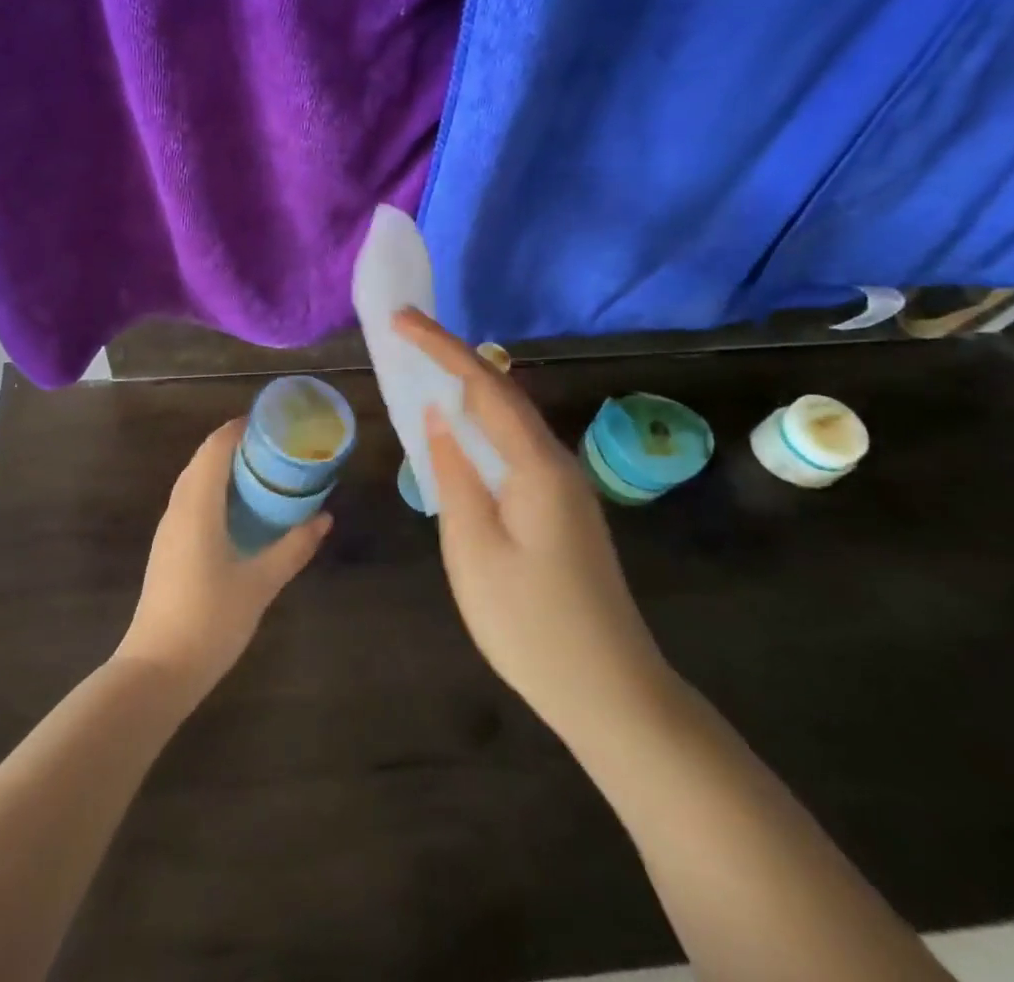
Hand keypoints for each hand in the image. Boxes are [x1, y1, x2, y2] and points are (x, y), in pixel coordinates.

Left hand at [115, 418, 330, 700]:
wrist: (157, 670)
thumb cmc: (210, 620)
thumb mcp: (260, 583)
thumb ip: (293, 547)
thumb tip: (324, 518)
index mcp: (197, 505)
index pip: (215, 447)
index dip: (240, 428)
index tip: (273, 423)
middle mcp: (178, 508)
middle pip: (203, 459)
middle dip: (237, 445)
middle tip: (277, 447)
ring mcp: (169, 529)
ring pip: (195, 480)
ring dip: (225, 468)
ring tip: (264, 472)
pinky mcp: (167, 548)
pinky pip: (192, 501)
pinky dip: (215, 490)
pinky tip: (240, 510)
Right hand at [396, 310, 675, 744]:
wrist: (613, 694)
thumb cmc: (531, 624)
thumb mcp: (473, 548)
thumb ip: (454, 474)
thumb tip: (438, 416)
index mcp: (536, 465)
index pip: (483, 385)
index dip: (440, 347)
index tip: (400, 319)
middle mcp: (556, 462)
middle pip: (501, 392)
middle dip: (452, 358)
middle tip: (406, 338)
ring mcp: (564, 486)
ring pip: (510, 419)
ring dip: (467, 389)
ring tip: (424, 371)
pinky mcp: (561, 508)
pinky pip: (515, 447)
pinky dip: (481, 425)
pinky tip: (460, 433)